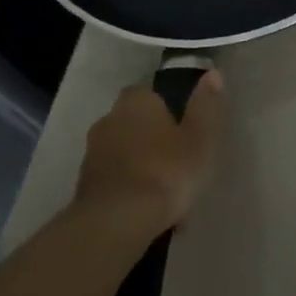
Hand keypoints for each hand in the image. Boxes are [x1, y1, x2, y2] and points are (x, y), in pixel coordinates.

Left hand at [73, 73, 225, 233]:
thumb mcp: (200, 138)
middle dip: (151, 137)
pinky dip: (127, 187)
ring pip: (123, 152)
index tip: (184, 129)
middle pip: (134, 122)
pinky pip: (113, 179)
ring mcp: (92, 154)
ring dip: (139, 164)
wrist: (116, 222)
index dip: (168, 109)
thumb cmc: (166, 171)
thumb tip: (213, 73)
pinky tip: (145, 208)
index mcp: (137, 102)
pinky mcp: (83, 187)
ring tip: (163, 190)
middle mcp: (109, 120)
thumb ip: (206, 105)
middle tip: (177, 159)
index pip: (150, 94)